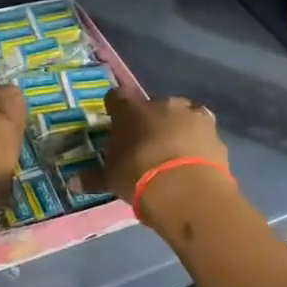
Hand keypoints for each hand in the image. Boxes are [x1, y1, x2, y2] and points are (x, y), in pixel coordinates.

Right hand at [101, 89, 229, 201]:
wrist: (186, 188)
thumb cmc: (138, 176)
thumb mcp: (111, 180)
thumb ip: (94, 178)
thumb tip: (72, 183)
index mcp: (131, 110)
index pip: (117, 98)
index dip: (116, 109)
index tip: (115, 121)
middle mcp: (161, 104)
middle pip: (153, 106)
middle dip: (151, 120)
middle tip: (147, 143)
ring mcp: (191, 115)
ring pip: (181, 115)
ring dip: (178, 128)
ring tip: (174, 152)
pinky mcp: (214, 132)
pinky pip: (202, 133)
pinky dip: (198, 143)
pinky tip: (193, 162)